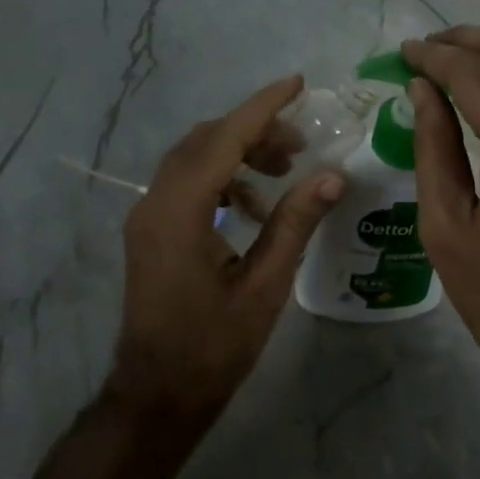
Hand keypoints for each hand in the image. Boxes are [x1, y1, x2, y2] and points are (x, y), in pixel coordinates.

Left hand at [110, 75, 343, 417]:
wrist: (157, 394)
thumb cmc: (213, 347)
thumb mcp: (265, 285)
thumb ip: (294, 223)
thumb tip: (332, 175)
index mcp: (180, 212)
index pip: (224, 139)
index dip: (263, 108)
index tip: (298, 84)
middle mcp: (155, 202)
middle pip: (205, 141)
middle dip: (254, 131)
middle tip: (301, 145)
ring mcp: (147, 216)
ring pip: (194, 158)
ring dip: (237, 153)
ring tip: (284, 171)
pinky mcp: (150, 230)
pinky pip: (186, 183)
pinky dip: (222, 179)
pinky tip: (254, 206)